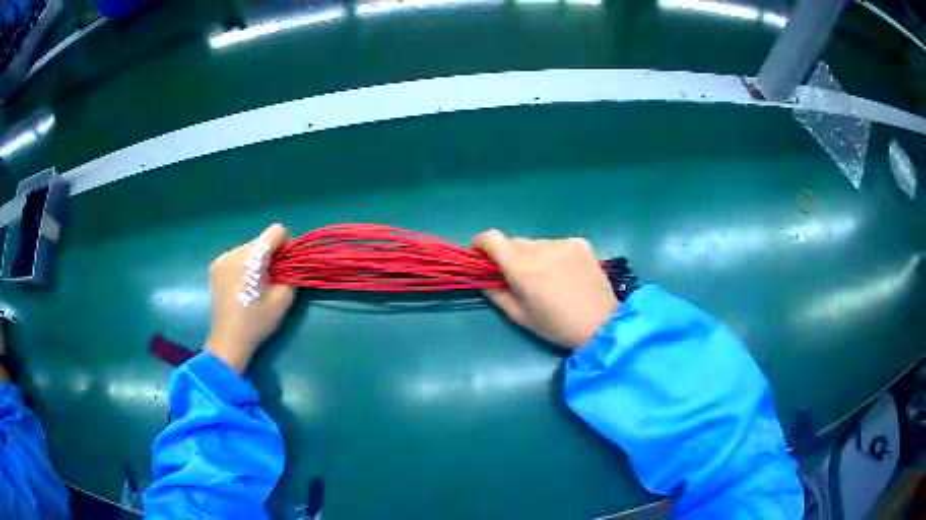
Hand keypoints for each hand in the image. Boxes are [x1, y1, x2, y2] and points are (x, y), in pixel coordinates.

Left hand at [205, 224, 295, 372]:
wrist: (228, 340)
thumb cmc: (256, 322)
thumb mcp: (283, 300)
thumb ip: (291, 275)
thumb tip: (292, 263)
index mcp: (251, 258)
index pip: (276, 231)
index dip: (286, 244)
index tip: (286, 264)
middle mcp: (234, 252)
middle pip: (261, 240)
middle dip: (270, 254)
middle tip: (271, 278)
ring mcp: (222, 258)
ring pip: (248, 248)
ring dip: (256, 260)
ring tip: (255, 284)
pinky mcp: (215, 266)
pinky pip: (236, 257)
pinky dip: (243, 265)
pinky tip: (242, 286)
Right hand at [472, 230, 617, 348]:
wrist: (601, 324)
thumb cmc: (556, 326)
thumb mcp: (519, 316)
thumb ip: (495, 293)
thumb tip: (482, 278)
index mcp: (522, 268)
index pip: (491, 238)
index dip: (480, 243)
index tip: (481, 255)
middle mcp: (541, 248)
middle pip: (514, 242)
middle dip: (509, 256)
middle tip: (519, 277)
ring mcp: (563, 243)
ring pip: (536, 244)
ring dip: (533, 255)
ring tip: (548, 278)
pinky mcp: (580, 243)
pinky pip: (556, 244)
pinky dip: (553, 254)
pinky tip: (565, 273)